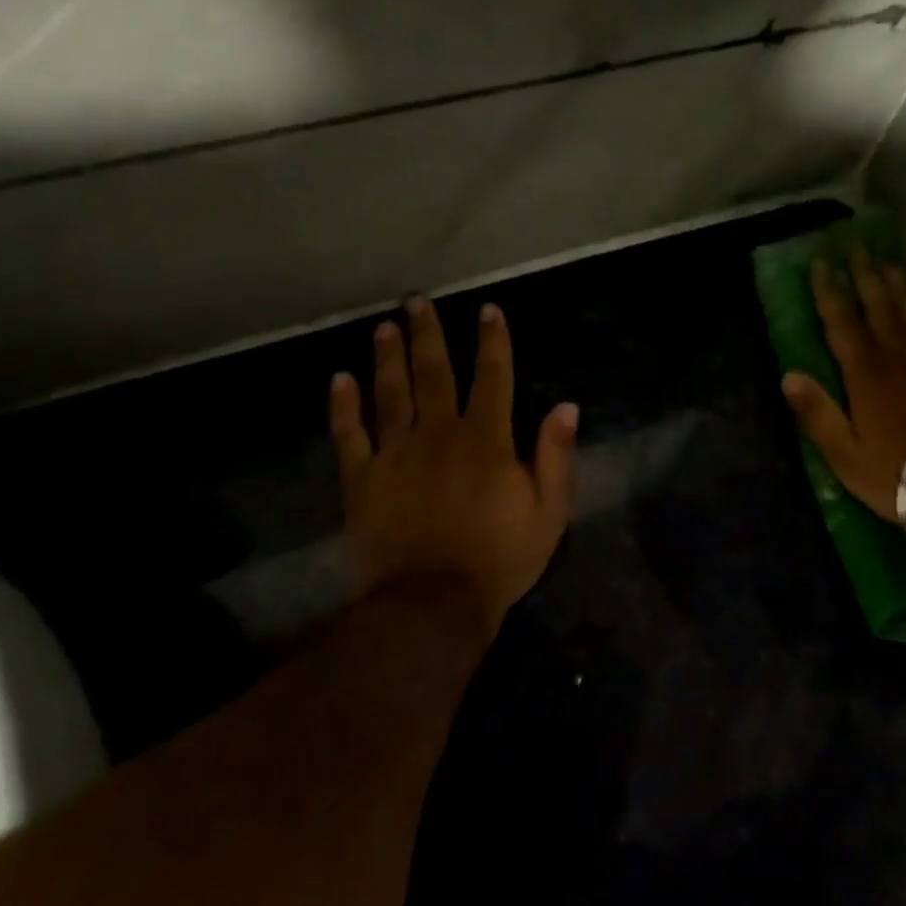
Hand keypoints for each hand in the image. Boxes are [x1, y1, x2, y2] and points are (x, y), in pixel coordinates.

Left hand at [330, 295, 577, 636]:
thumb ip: (555, 456)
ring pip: (390, 393)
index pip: (492, 377)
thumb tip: (565, 406)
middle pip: (432, 372)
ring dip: (387, 357)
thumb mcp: (548, 512)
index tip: (487, 310)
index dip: (493, 341)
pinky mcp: (363, 480)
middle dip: (427, 333)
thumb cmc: (499, 559)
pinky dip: (343, 406)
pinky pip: (349, 435)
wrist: (432, 606)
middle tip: (416, 299)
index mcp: (486, 440)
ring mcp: (395, 455)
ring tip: (384, 326)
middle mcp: (438, 434)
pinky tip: (339, 379)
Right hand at [781, 245, 905, 547]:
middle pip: (878, 304)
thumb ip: (816, 413)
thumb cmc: (894, 471)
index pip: (842, 321)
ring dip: (896, 282)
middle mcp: (897, 353)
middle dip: (864, 273)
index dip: (829, 291)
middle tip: (855, 246)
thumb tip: (789, 375)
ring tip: (887, 261)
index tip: (821, 263)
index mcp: (865, 372)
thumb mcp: (844, 453)